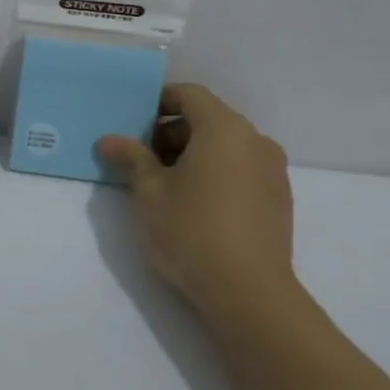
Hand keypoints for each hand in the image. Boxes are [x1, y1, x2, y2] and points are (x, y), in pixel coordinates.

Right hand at [96, 84, 299, 324]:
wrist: (249, 294)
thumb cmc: (191, 232)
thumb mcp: (149, 193)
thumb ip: (130, 158)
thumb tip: (109, 140)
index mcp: (224, 129)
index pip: (190, 94)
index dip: (159, 101)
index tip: (135, 123)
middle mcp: (255, 140)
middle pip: (209, 119)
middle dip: (173, 132)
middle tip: (142, 159)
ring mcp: (273, 170)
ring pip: (227, 146)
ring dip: (194, 154)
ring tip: (166, 186)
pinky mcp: (279, 198)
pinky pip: (242, 169)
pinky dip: (217, 173)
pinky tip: (197, 205)